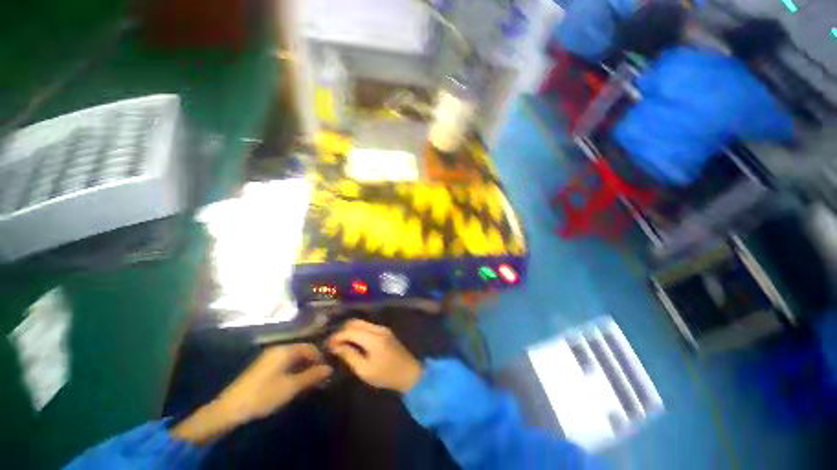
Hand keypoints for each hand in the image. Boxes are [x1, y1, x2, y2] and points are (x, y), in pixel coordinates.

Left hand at [172, 344, 330, 443]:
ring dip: (303, 368)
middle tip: (319, 379)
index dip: (320, 358)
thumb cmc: (264, 395)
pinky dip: (293, 371)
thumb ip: (312, 376)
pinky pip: (284, 364)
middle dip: (312, 364)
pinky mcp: (263, 367)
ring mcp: (269, 357)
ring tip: (308, 383)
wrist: (230, 408)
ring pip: (293, 358)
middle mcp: (278, 349)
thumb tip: (330, 368)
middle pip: (302, 351)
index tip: (326, 372)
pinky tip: (293, 383)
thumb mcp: (291, 386)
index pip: (311, 347)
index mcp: (286, 350)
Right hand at [327, 320, 422, 392]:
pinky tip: (352, 340)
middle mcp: (378, 328)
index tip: (326, 345)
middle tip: (332, 343)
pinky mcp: (385, 331)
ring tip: (340, 342)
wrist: (409, 372)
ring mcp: (383, 328)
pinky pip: (367, 326)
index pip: (350, 331)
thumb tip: (335, 346)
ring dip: (349, 330)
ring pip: (361, 323)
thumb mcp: (365, 370)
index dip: (337, 336)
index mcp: (373, 338)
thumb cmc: (386, 375)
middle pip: (355, 322)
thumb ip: (349, 356)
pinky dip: (357, 331)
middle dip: (342, 330)